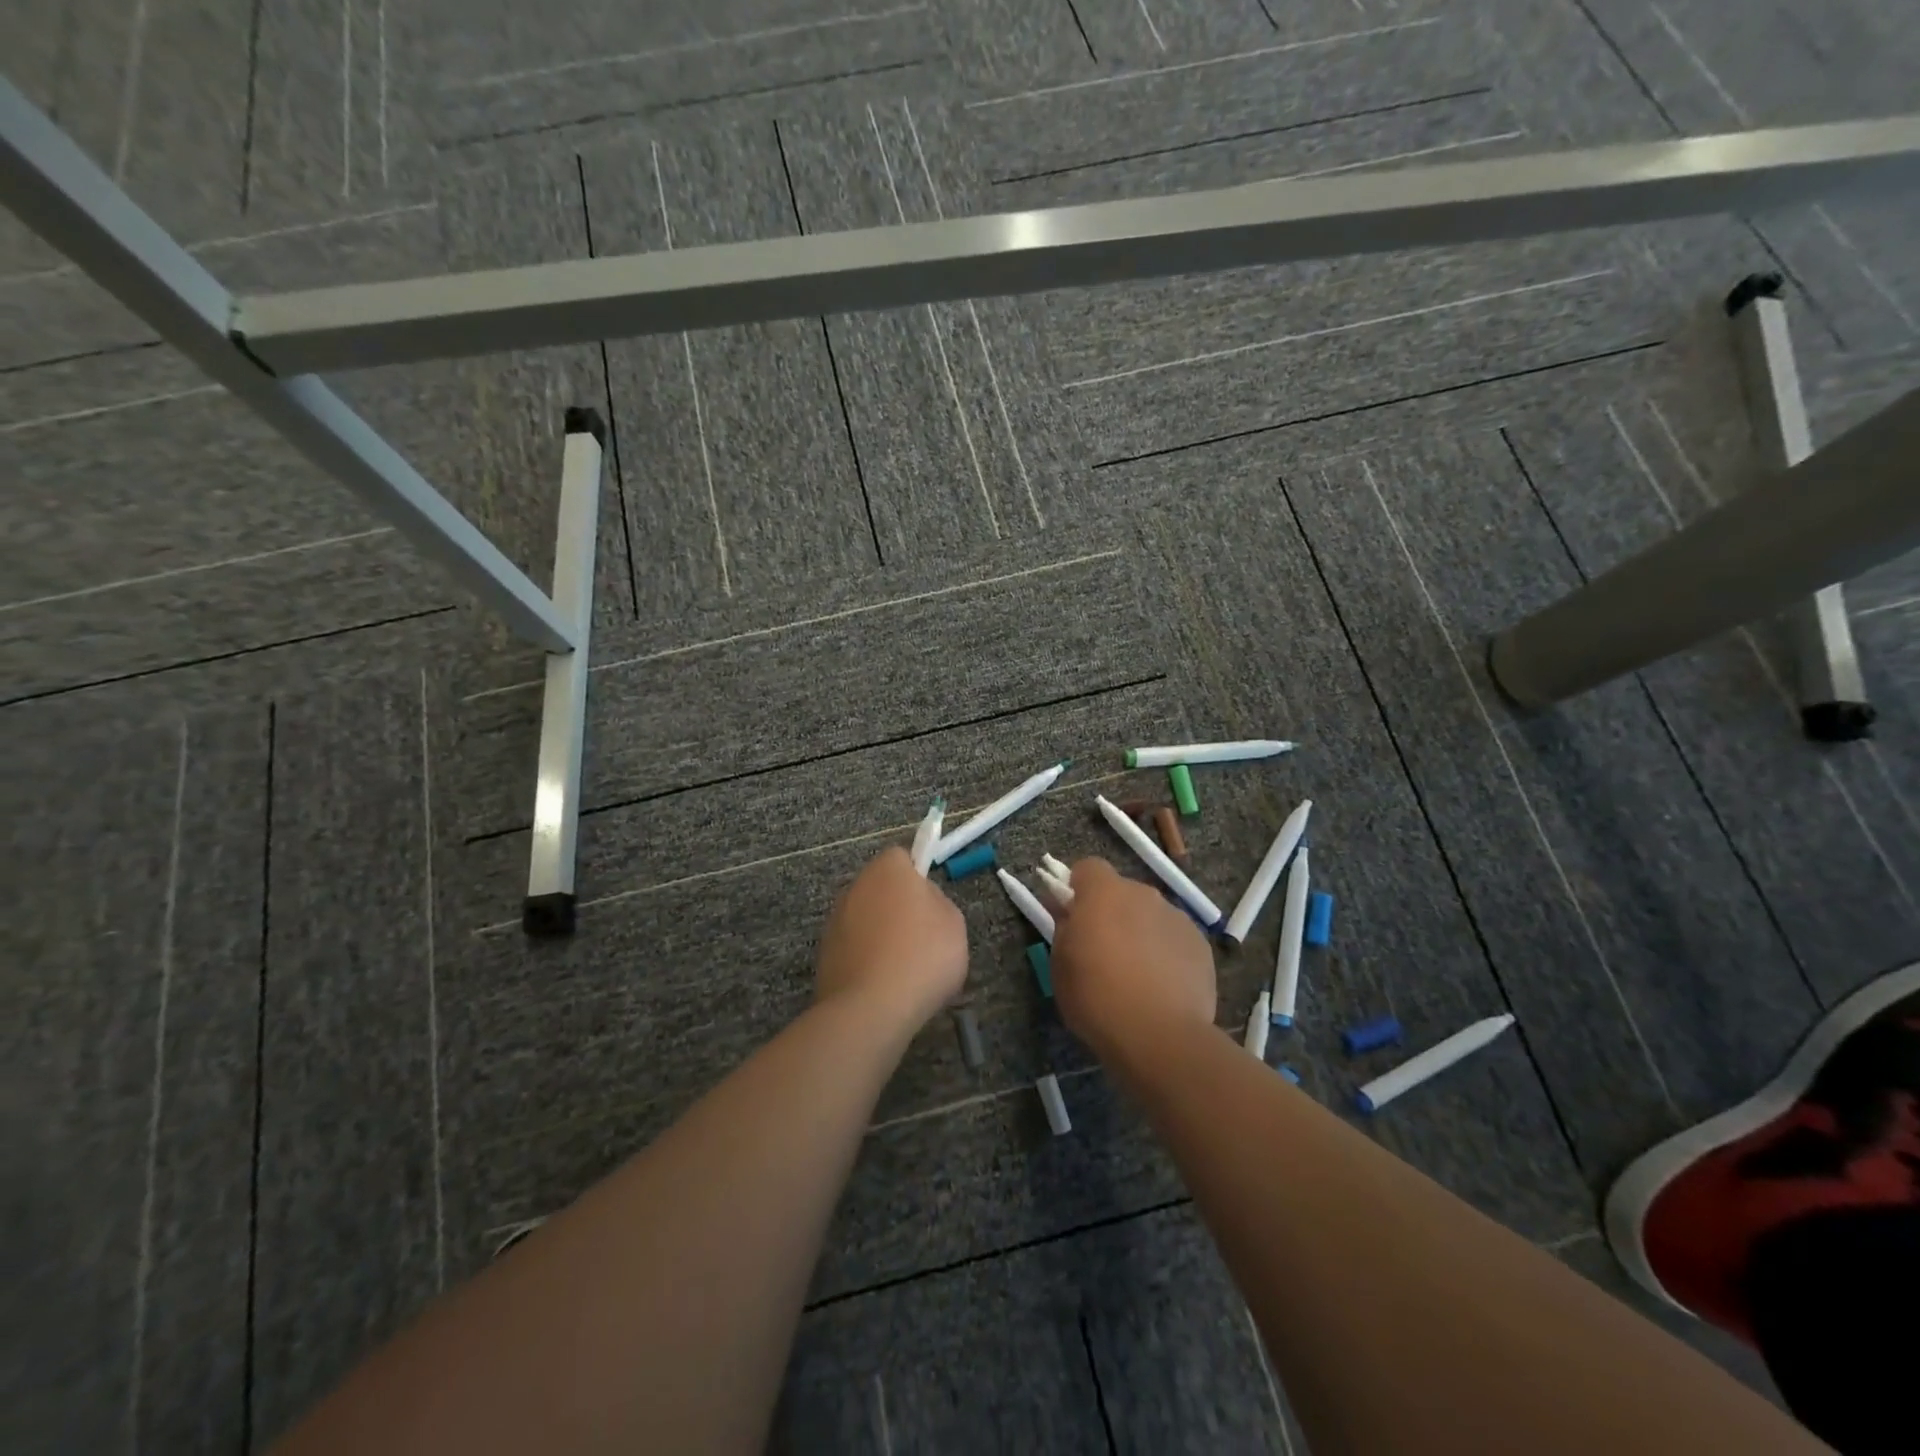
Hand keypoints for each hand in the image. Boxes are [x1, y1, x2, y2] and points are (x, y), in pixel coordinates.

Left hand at [816, 847, 968, 1028]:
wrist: (872, 1008)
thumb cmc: (922, 956)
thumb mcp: (954, 922)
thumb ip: (938, 902)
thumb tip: (923, 901)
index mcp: (888, 870)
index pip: (901, 857)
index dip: (917, 875)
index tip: (931, 902)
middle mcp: (856, 886)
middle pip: (881, 887)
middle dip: (897, 905)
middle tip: (923, 935)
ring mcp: (835, 921)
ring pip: (866, 918)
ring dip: (880, 933)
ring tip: (904, 967)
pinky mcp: (824, 954)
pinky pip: (854, 947)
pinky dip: (866, 958)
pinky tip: (883, 984)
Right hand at [1051, 858, 1216, 1060]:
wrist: (1159, 1035)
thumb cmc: (1096, 997)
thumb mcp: (1060, 964)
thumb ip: (1063, 928)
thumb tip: (1066, 910)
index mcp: (1104, 893)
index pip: (1088, 867)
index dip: (1078, 888)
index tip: (1073, 915)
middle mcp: (1144, 894)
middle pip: (1122, 892)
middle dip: (1111, 912)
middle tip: (1102, 950)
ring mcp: (1177, 917)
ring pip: (1151, 915)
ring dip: (1140, 932)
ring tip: (1136, 975)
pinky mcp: (1201, 945)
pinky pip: (1174, 939)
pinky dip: (1166, 953)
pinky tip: (1162, 987)